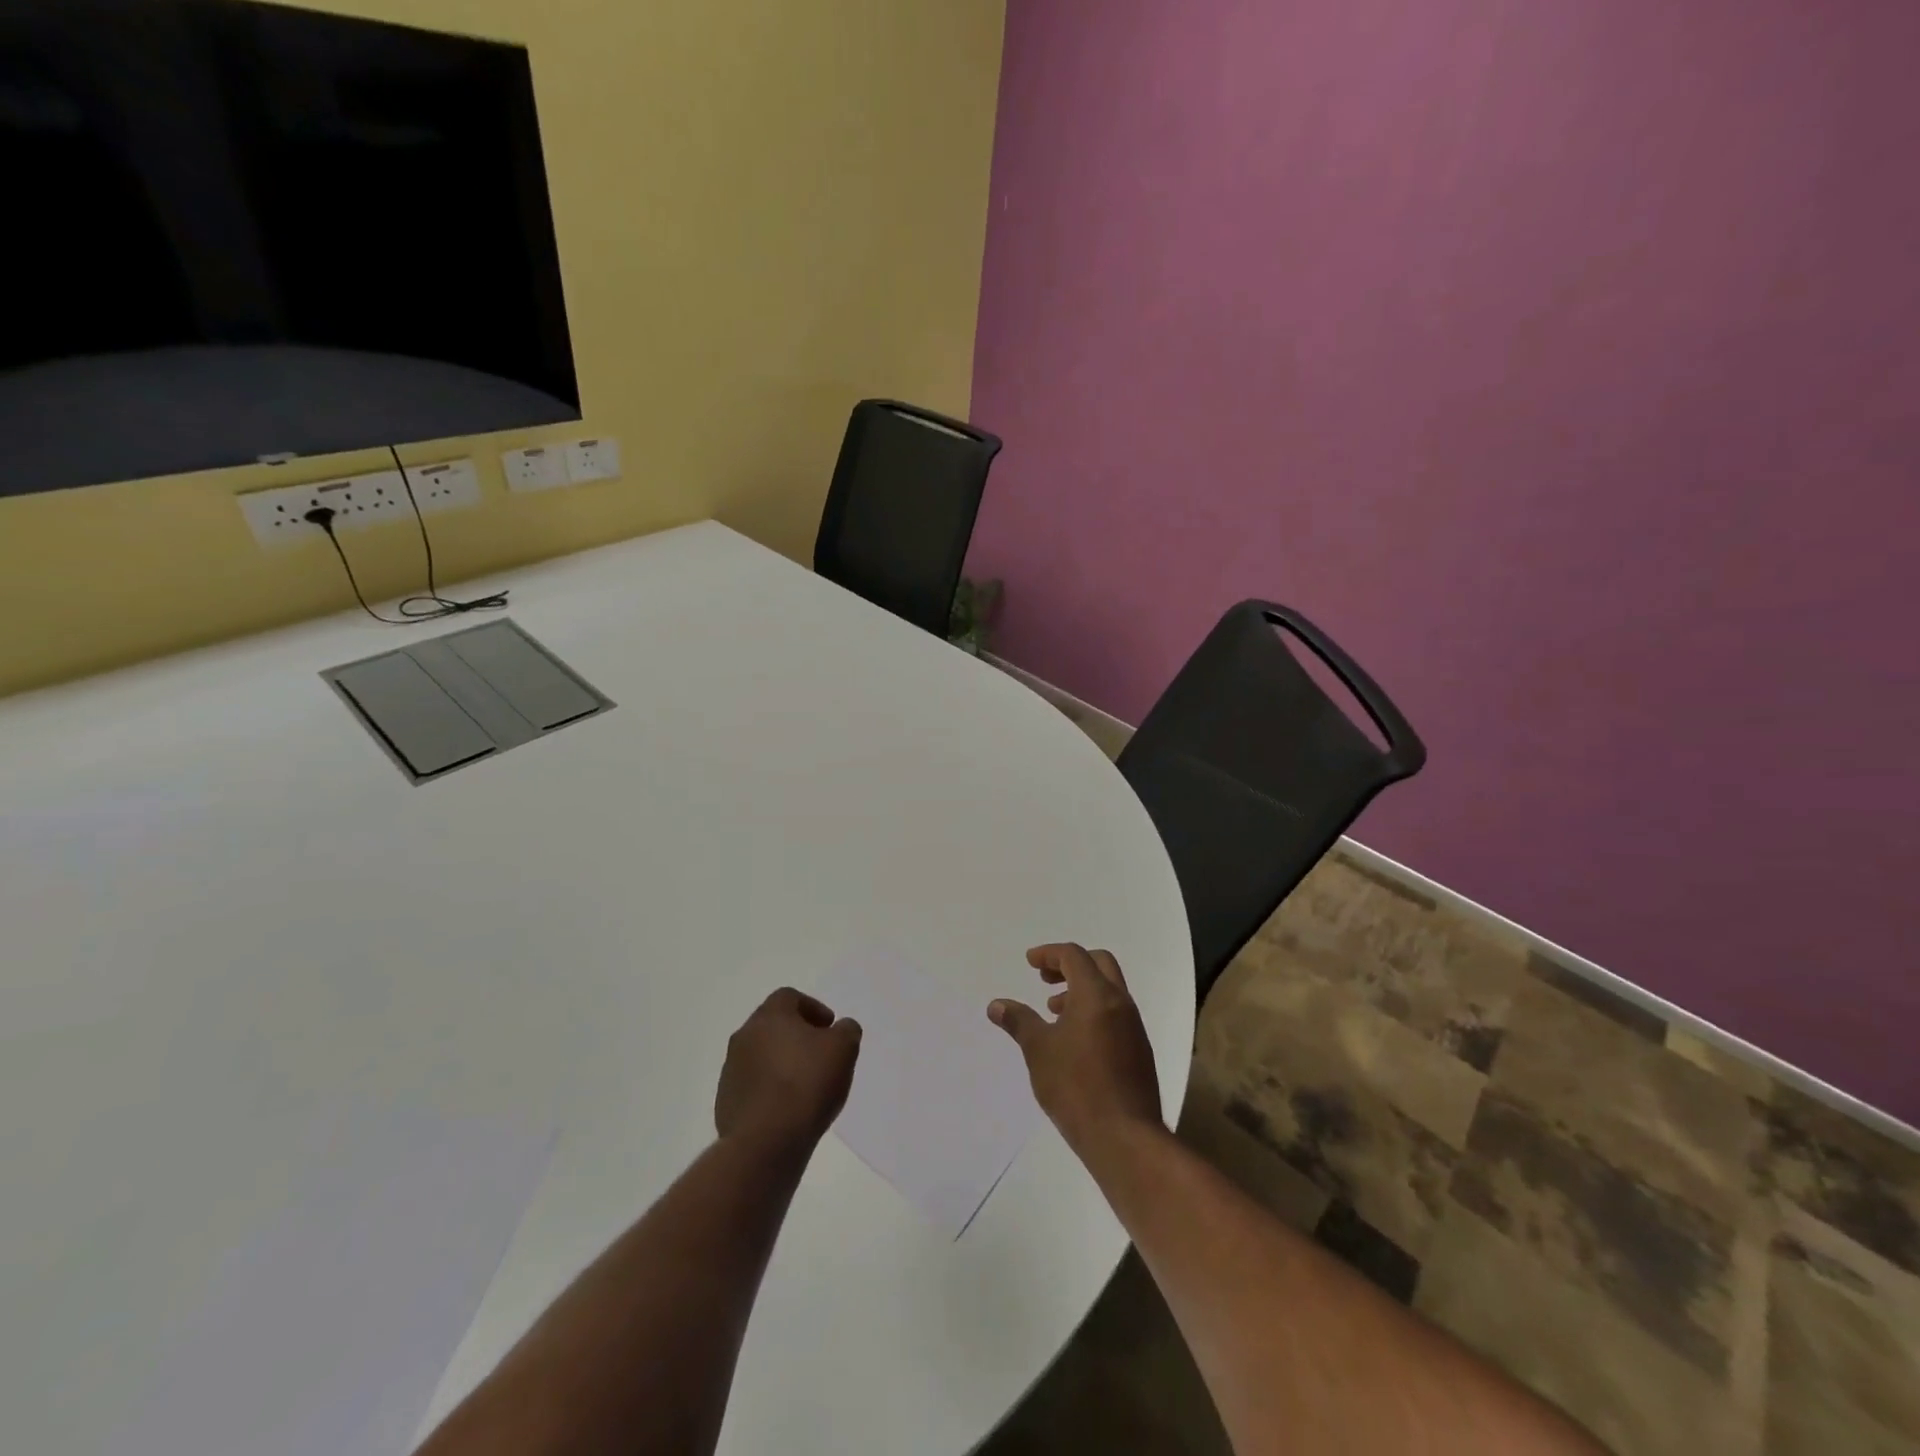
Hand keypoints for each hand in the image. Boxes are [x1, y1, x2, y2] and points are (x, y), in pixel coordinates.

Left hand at [715, 988, 861, 1150]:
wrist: (766, 1141)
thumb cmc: (807, 1083)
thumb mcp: (844, 1048)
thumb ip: (846, 1030)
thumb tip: (841, 1028)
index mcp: (770, 1016)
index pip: (789, 998)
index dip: (813, 1008)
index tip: (829, 1028)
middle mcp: (744, 1036)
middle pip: (772, 1025)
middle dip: (796, 1035)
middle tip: (819, 1053)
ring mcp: (731, 1070)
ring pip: (760, 1056)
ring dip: (780, 1062)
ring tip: (804, 1085)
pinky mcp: (725, 1102)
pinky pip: (752, 1085)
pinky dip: (769, 1089)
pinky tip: (787, 1108)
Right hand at [989, 944, 1161, 1157]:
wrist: (1125, 1137)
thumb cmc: (1076, 1087)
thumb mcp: (1038, 1050)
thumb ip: (1019, 1021)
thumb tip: (996, 1004)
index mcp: (1097, 995)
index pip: (1074, 956)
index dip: (1049, 954)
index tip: (1030, 963)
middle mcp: (1121, 1003)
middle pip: (1099, 963)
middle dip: (1069, 965)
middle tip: (1045, 980)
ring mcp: (1134, 1027)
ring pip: (1109, 990)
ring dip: (1081, 990)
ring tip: (1054, 1012)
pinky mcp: (1139, 1050)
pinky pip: (1115, 1013)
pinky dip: (1093, 1011)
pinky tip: (1074, 1040)